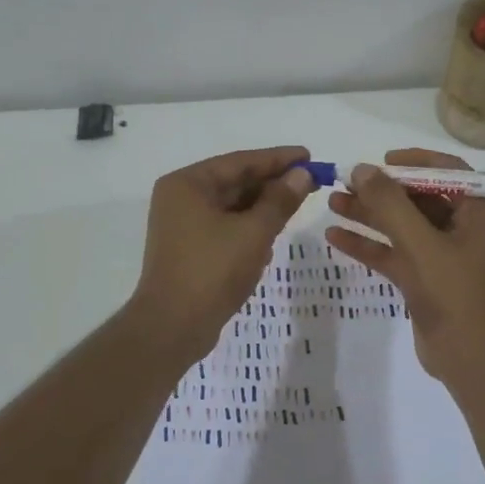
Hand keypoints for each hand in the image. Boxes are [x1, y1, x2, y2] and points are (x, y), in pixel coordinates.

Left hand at [127, 146, 314, 362]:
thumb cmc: (212, 271)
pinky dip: (249, 227)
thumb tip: (302, 174)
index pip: (240, 162)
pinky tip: (273, 233)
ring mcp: (183, 225)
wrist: (173, 327)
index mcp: (188, 184)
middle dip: (272, 183)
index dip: (278, 159)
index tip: (309, 156)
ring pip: (232, 206)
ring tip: (298, 203)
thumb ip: (280, 200)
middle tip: (311, 181)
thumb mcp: (254, 232)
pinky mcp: (190, 249)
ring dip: (263, 206)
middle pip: (235, 182)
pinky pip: (226, 227)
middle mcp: (181, 198)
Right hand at [324, 148, 484, 383]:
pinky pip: (396, 253)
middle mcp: (465, 229)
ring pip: (403, 226)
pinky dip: (370, 244)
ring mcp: (444, 255)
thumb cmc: (453, 294)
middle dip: (381, 191)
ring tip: (331, 203)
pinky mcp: (426, 278)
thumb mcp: (420, 244)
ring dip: (369, 215)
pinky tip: (335, 237)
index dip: (413, 162)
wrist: (468, 359)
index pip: (448, 172)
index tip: (379, 162)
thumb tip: (362, 169)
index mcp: (479, 213)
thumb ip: (390, 204)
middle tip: (345, 182)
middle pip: (419, 198)